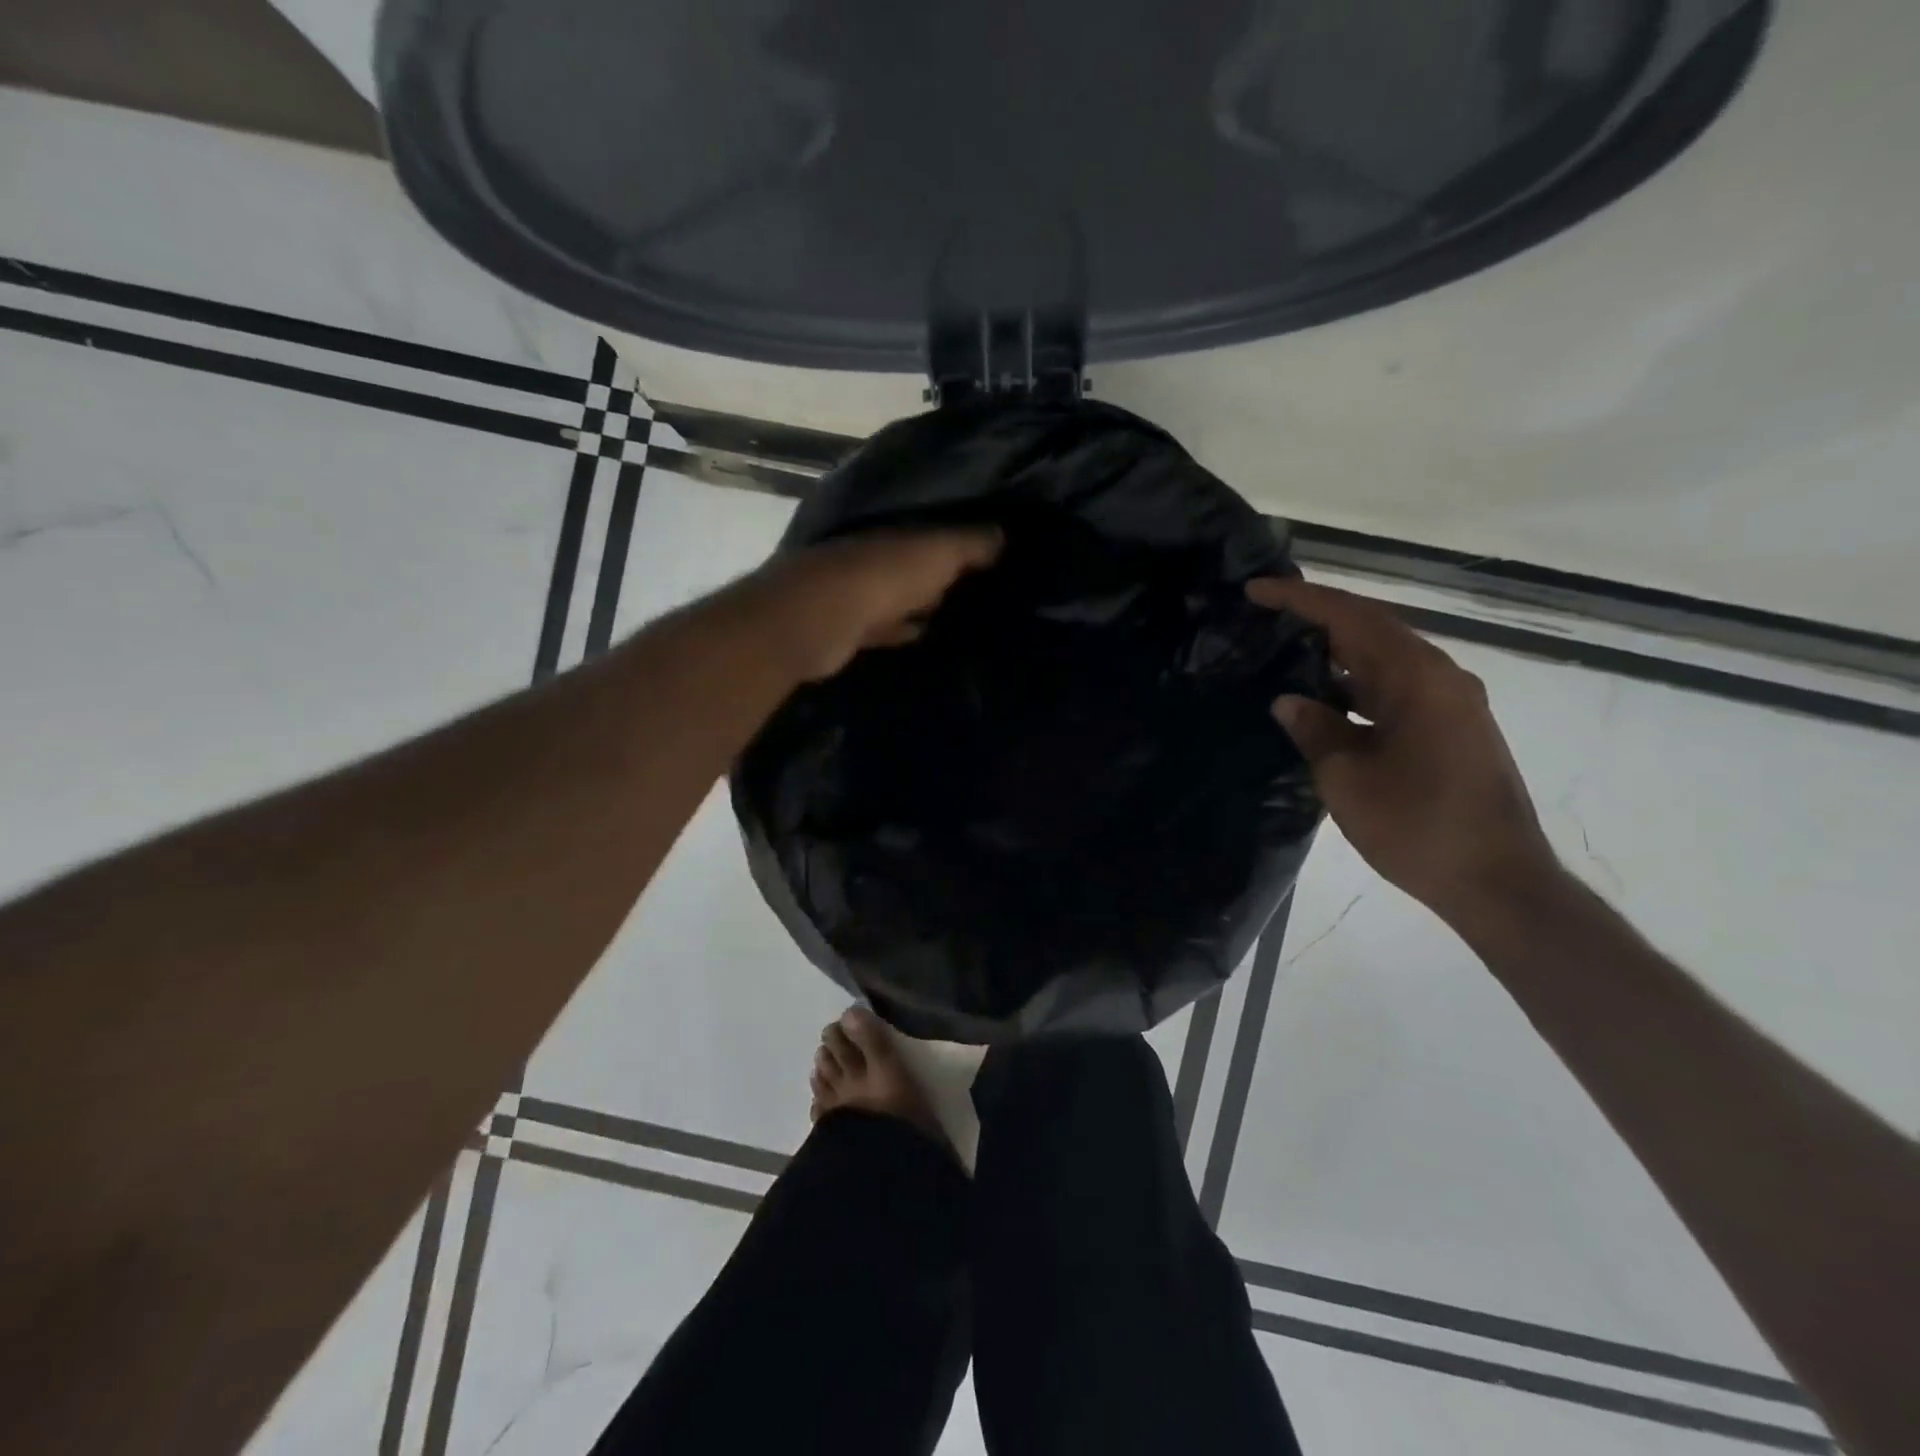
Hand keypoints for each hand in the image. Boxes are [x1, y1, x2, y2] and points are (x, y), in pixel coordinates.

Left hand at [740, 527, 1002, 680]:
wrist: (821, 619)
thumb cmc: (885, 576)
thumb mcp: (938, 552)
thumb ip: (971, 543)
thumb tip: (1003, 534)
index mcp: (895, 532)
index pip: (931, 529)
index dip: (959, 538)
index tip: (991, 552)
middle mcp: (873, 555)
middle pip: (912, 562)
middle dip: (939, 570)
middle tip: (977, 584)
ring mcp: (856, 592)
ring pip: (897, 594)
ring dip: (920, 601)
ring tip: (956, 612)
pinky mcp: (847, 628)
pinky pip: (884, 627)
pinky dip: (901, 629)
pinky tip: (921, 635)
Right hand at [1247, 578, 1562, 927]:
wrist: (1497, 881)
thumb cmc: (1417, 827)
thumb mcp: (1347, 779)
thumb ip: (1315, 730)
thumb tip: (1288, 701)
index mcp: (1416, 679)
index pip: (1350, 618)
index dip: (1300, 600)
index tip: (1256, 590)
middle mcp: (1440, 677)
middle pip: (1372, 629)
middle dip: (1318, 617)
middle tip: (1266, 614)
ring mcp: (1452, 702)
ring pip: (1386, 658)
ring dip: (1338, 651)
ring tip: (1287, 651)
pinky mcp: (1453, 727)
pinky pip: (1397, 687)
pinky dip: (1358, 683)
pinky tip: (1326, 698)